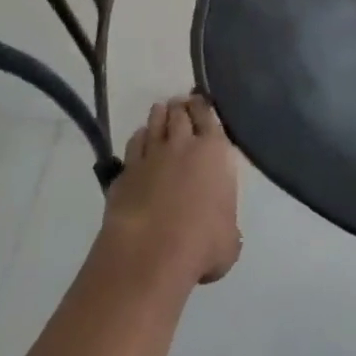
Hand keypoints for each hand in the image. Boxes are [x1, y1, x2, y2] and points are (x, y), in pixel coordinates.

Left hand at [100, 94, 241, 289]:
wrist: (150, 254)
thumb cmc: (201, 244)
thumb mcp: (230, 239)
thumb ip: (227, 223)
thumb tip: (221, 228)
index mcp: (214, 152)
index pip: (209, 117)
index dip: (204, 107)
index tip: (200, 101)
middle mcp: (182, 145)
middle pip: (180, 114)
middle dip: (181, 107)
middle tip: (180, 104)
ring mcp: (150, 156)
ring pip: (155, 123)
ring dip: (159, 116)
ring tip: (160, 112)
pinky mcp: (125, 173)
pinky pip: (134, 145)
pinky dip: (139, 138)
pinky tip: (141, 140)